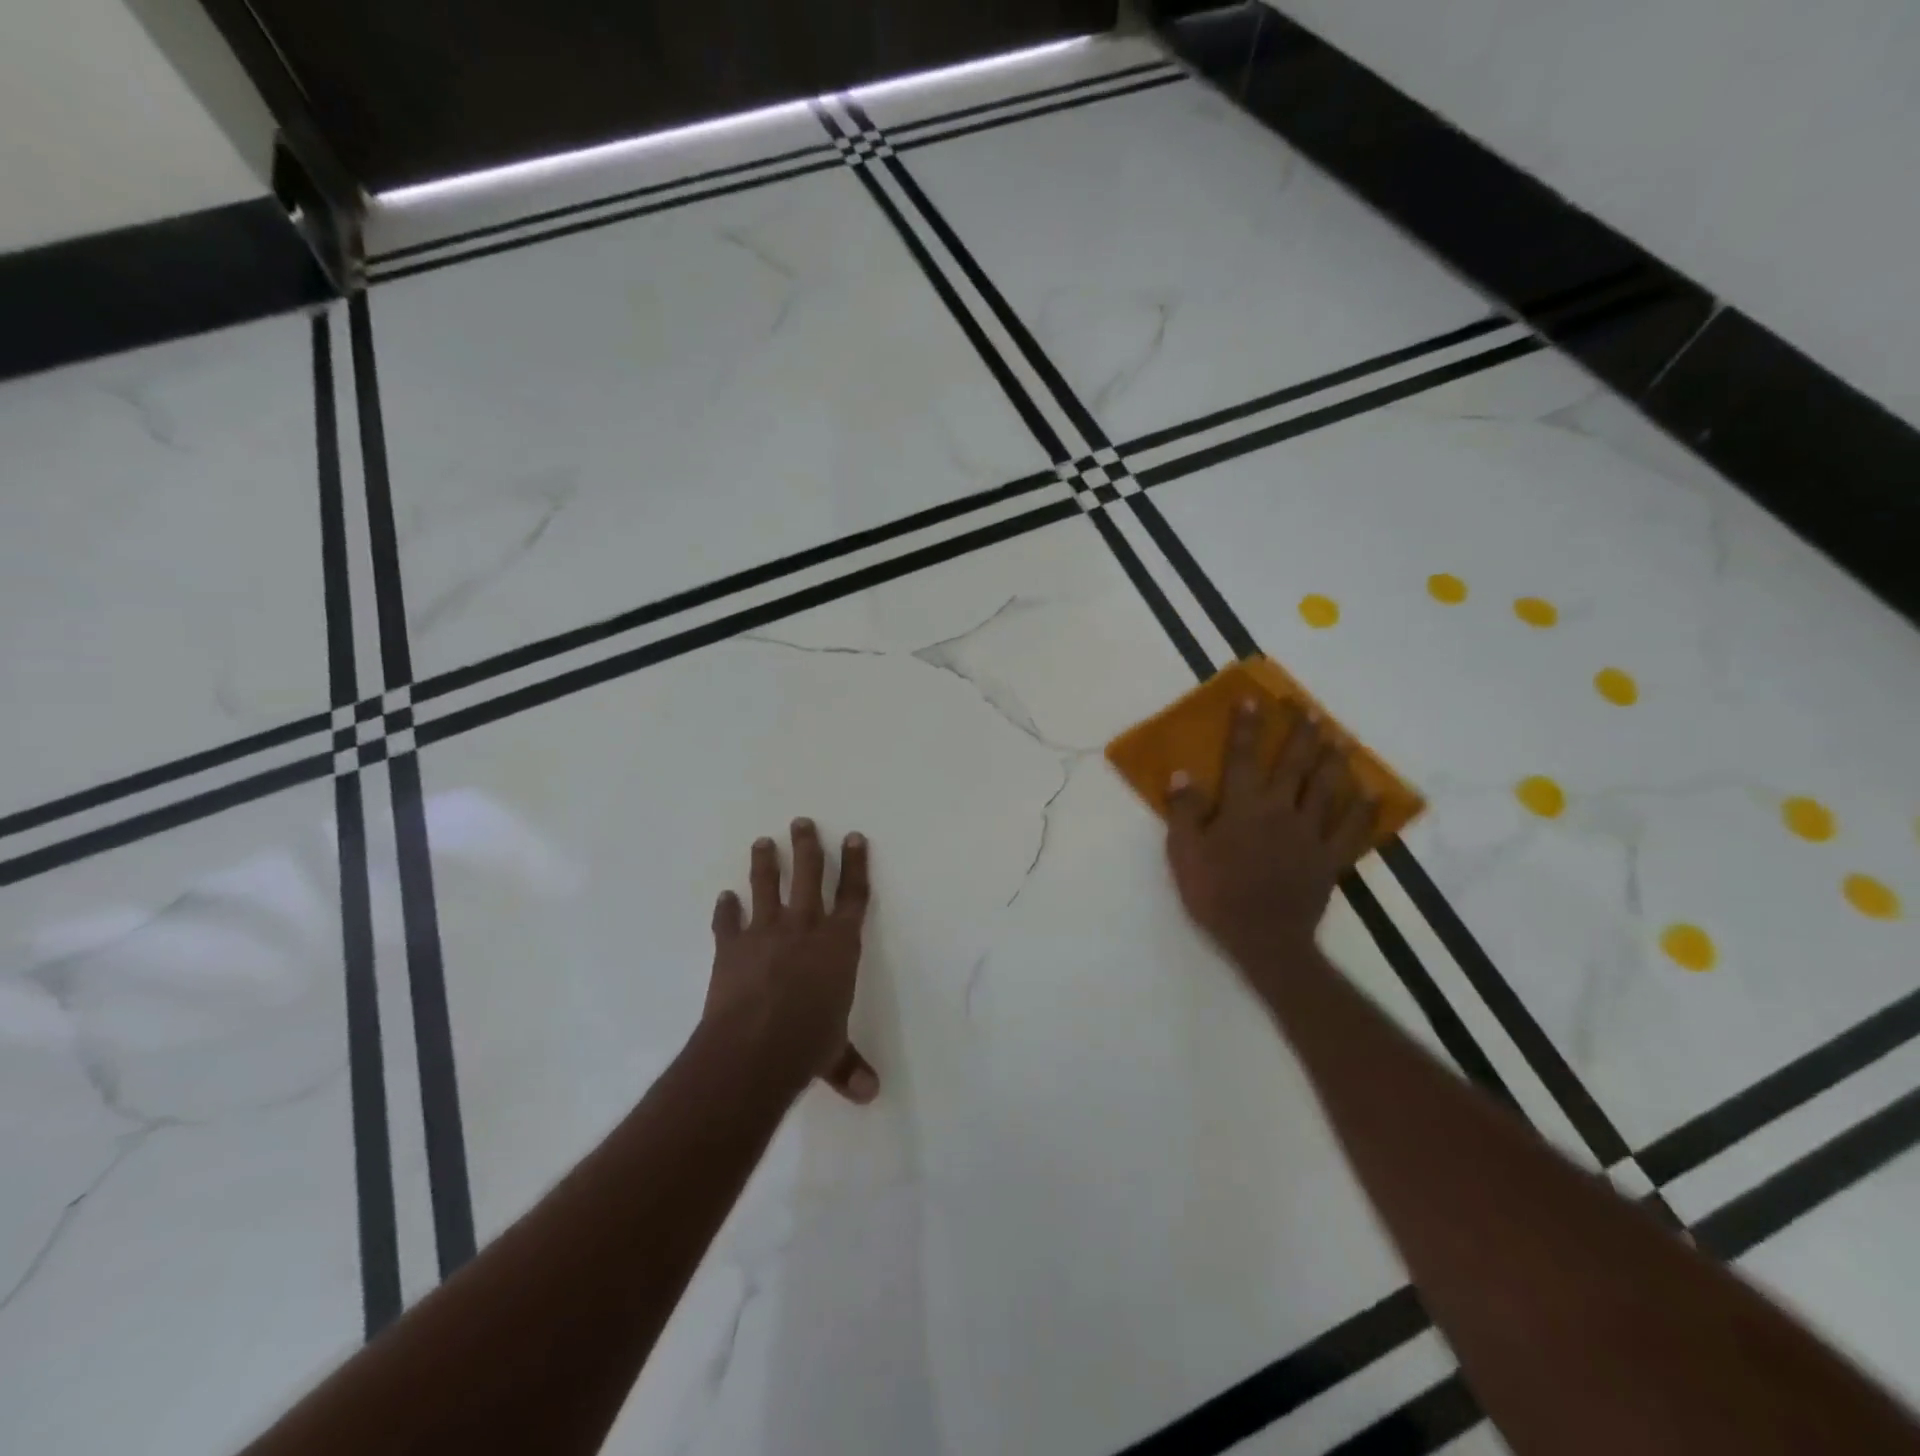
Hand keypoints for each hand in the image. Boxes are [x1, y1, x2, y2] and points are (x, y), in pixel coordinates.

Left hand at [703, 818, 878, 1103]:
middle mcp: (804, 928)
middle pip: (809, 876)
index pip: (853, 896)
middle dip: (808, 847)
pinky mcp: (731, 948)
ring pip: (767, 887)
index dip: (855, 865)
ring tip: (763, 841)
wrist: (751, 1050)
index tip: (853, 837)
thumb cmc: (806, 1045)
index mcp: (838, 945)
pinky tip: (723, 898)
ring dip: (765, 863)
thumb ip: (849, 1066)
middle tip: (801, 822)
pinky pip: (728, 922)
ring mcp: (765, 933)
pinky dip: (725, 910)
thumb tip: (870, 1095)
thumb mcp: (834, 1055)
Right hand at [1166, 700, 1376, 984]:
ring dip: (1334, 760)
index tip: (1252, 700)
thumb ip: (1185, 811)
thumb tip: (1183, 774)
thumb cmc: (1216, 894)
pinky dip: (1363, 809)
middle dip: (1301, 734)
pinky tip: (1371, 793)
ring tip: (1342, 738)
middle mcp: (1280, 811)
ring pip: (1327, 789)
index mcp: (1243, 807)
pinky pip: (1352, 829)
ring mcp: (1310, 834)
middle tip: (1310, 710)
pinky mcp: (1330, 859)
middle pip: (1293, 764)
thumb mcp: (1185, 853)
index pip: (1242, 758)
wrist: (1262, 938)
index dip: (1245, 728)